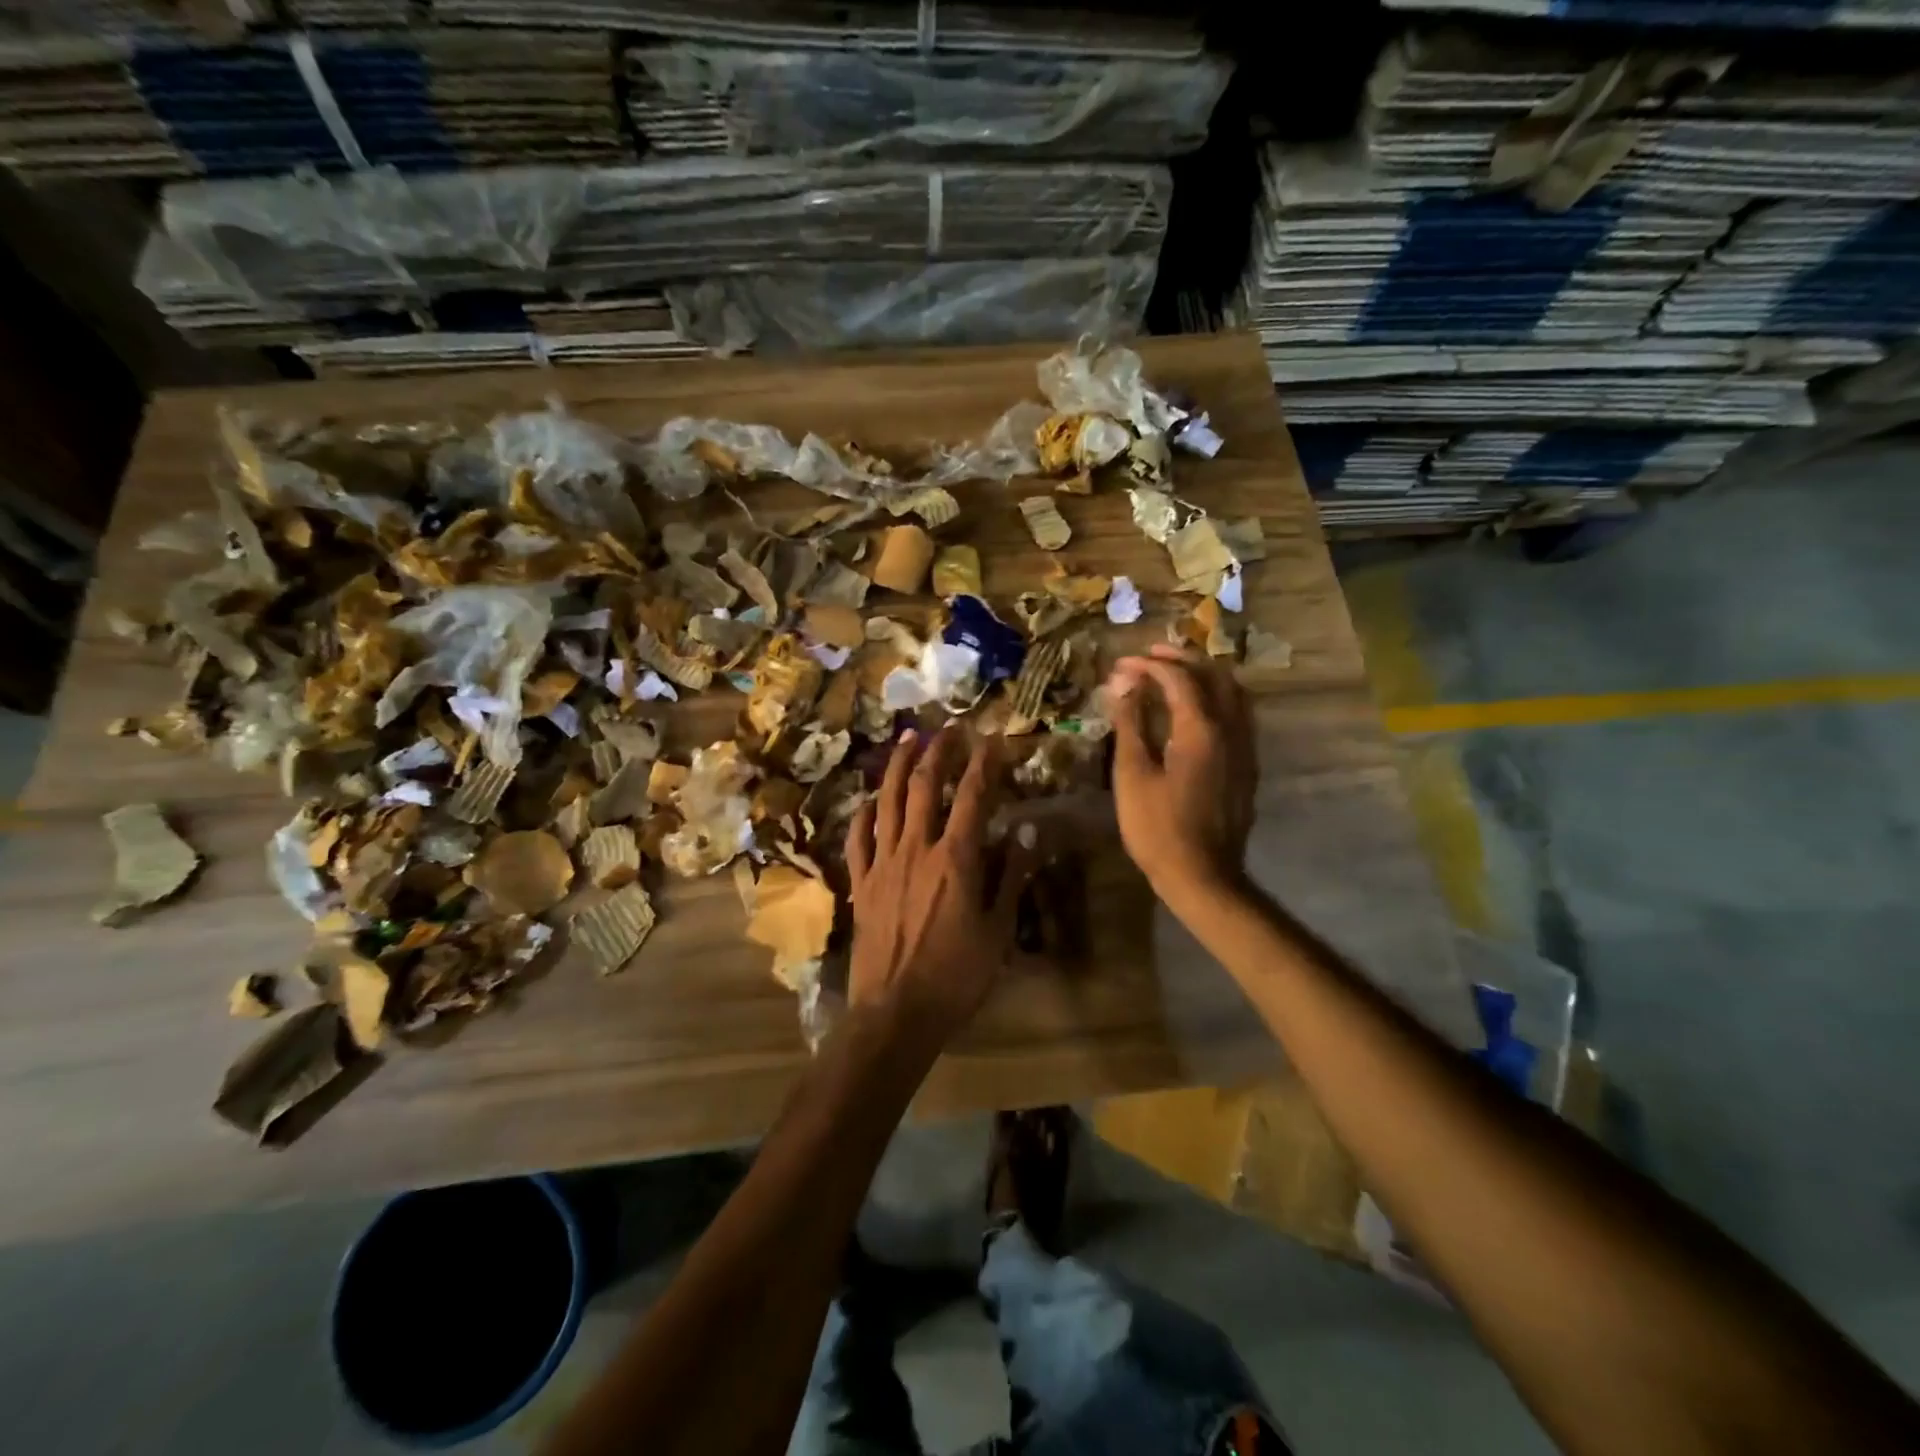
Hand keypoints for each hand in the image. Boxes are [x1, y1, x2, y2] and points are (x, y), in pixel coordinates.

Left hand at [846, 726, 1038, 1045]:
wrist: (896, 1012)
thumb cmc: (956, 975)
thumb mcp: (998, 930)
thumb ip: (1012, 876)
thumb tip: (1028, 830)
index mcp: (955, 859)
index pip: (972, 797)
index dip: (984, 764)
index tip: (992, 740)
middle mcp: (916, 849)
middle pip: (926, 787)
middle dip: (939, 752)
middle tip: (948, 728)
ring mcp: (883, 863)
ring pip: (889, 802)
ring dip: (900, 767)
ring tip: (908, 740)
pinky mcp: (861, 882)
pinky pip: (858, 838)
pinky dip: (864, 813)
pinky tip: (869, 799)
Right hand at [1107, 644, 1255, 906]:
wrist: (1203, 876)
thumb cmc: (1158, 828)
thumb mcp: (1133, 774)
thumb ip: (1130, 724)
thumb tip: (1122, 685)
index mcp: (1202, 729)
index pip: (1178, 678)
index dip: (1148, 665)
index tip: (1121, 665)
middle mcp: (1232, 730)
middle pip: (1214, 676)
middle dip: (1181, 660)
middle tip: (1149, 656)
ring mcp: (1245, 749)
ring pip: (1233, 694)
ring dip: (1204, 676)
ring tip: (1174, 674)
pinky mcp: (1247, 766)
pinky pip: (1238, 715)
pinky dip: (1216, 698)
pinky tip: (1195, 710)